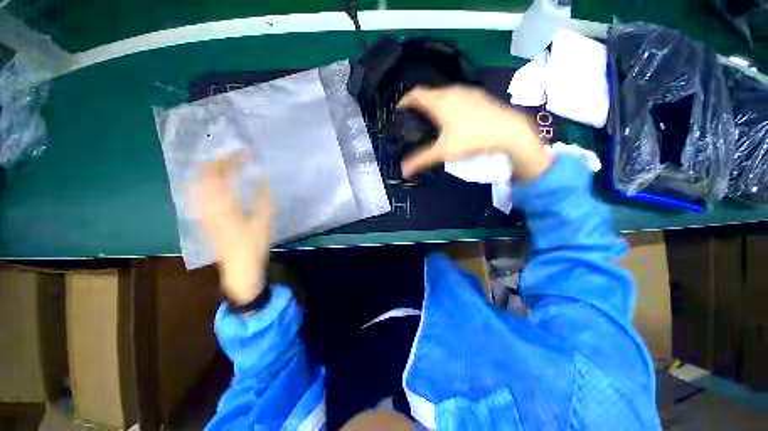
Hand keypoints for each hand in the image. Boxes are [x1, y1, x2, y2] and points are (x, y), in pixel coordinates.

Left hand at [189, 152, 270, 304]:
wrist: (239, 266)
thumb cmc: (254, 244)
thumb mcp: (264, 220)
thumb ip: (263, 196)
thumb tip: (261, 176)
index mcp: (225, 204)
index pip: (223, 173)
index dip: (234, 158)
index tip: (246, 151)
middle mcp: (207, 204)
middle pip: (205, 173)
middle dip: (219, 159)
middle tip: (233, 153)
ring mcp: (200, 211)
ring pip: (196, 181)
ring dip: (208, 168)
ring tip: (221, 161)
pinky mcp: (200, 217)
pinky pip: (195, 192)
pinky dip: (202, 180)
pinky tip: (209, 180)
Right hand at [397, 86, 551, 179]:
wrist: (510, 132)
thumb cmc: (472, 139)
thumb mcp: (444, 152)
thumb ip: (421, 160)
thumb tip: (403, 170)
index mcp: (439, 102)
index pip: (415, 94)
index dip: (404, 100)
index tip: (398, 109)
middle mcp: (451, 91)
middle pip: (427, 92)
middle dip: (417, 103)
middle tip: (411, 117)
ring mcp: (466, 92)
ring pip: (442, 93)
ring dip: (432, 102)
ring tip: (428, 117)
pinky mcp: (478, 96)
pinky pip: (455, 95)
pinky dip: (446, 103)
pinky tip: (451, 116)